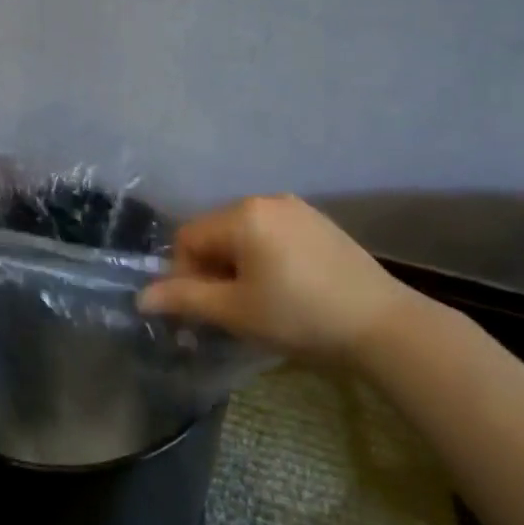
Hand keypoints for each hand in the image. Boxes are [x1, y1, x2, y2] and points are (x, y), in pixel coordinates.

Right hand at [137, 194, 420, 364]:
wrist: (382, 324)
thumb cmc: (299, 316)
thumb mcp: (235, 311)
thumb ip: (185, 299)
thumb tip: (142, 298)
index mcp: (242, 214)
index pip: (188, 238)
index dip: (184, 275)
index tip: (202, 311)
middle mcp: (266, 200)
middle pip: (215, 233)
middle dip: (211, 271)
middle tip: (229, 311)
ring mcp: (297, 209)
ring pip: (244, 235)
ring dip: (237, 266)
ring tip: (257, 303)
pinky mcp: (319, 223)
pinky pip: (273, 235)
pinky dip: (264, 259)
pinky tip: (285, 290)